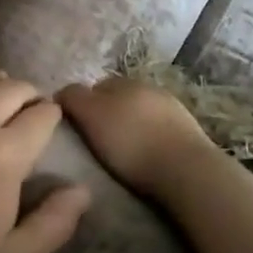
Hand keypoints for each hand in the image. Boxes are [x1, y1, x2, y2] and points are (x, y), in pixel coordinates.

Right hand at [56, 77, 219, 202]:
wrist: (187, 171)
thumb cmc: (131, 142)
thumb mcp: (90, 115)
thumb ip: (72, 97)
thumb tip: (62, 92)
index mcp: (124, 80)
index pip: (94, 87)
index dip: (82, 106)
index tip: (76, 129)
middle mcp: (149, 87)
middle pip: (119, 99)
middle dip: (107, 115)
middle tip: (97, 143)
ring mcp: (173, 109)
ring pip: (141, 115)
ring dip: (131, 128)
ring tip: (123, 154)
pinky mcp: (190, 133)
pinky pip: (160, 132)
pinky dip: (150, 140)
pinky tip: (147, 158)